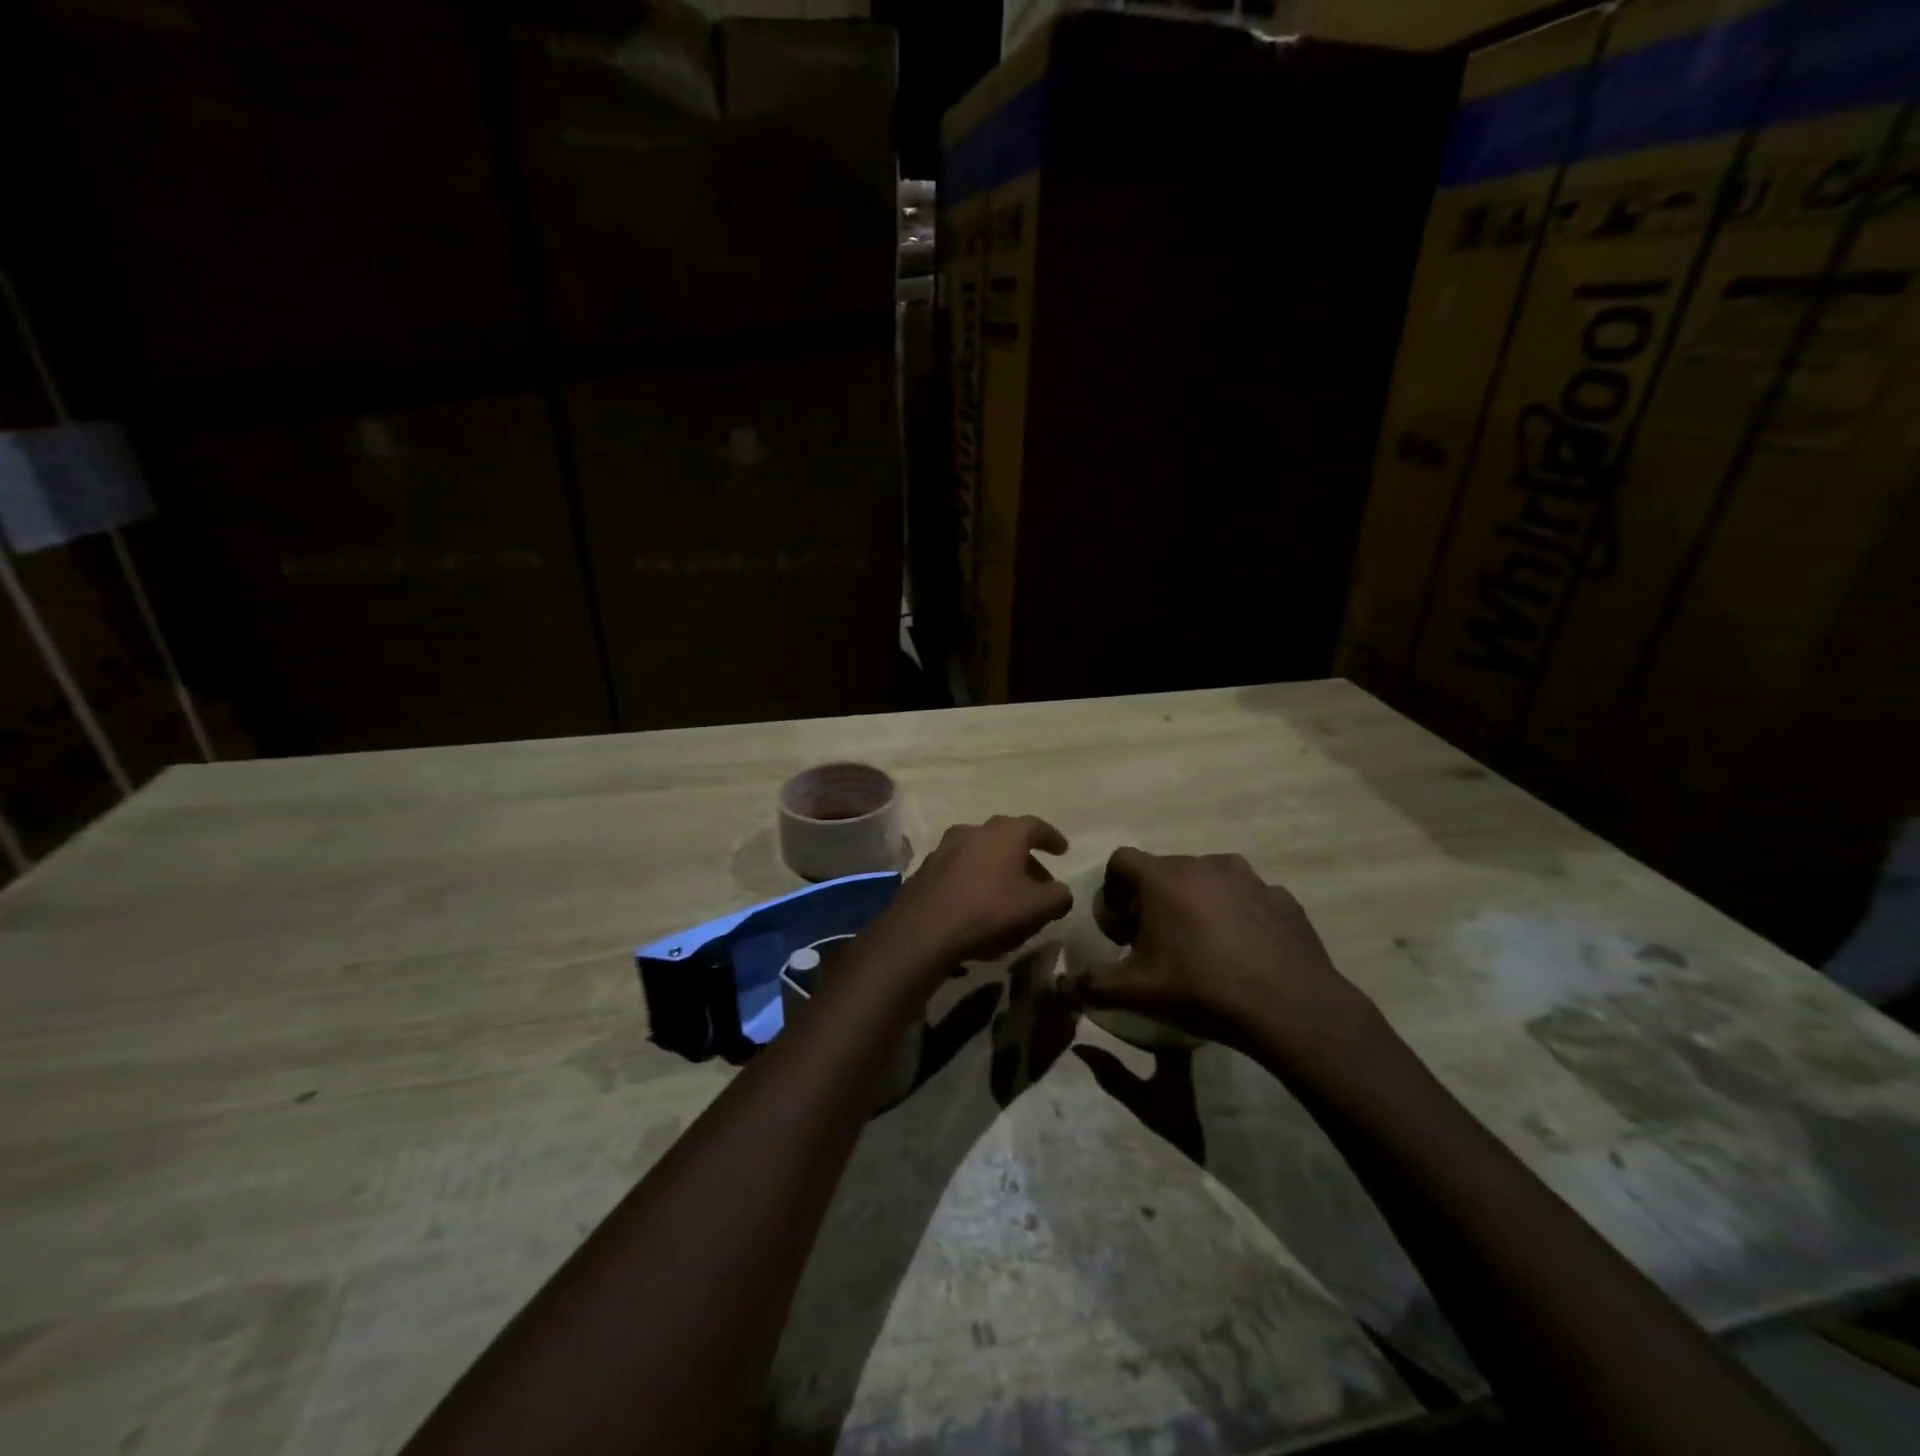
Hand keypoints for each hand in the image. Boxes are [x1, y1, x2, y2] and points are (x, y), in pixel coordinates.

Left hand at [879, 815, 1072, 968]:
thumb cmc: (989, 911)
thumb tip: (1061, 892)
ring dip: (996, 867)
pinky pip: (958, 869)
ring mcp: (945, 848)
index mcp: (1005, 833)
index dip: (1052, 838)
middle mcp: (974, 831)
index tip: (1062, 850)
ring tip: (1007, 893)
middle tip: (1038, 879)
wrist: (924, 929)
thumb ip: (1058, 897)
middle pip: (1006, 837)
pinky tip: (976, 902)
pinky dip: (973, 879)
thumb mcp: (1038, 909)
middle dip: (1025, 857)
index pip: (1035, 826)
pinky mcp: (925, 869)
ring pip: (980, 852)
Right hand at [1071, 848, 1376, 1059]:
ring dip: (1195, 905)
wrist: (1290, 1008)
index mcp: (1164, 877)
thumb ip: (1091, 985)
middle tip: (1156, 944)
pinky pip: (1247, 899)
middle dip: (1152, 901)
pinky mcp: (1282, 897)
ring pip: (1207, 881)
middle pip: (1163, 872)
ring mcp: (1249, 878)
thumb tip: (1062, 986)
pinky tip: (1242, 954)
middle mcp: (1204, 863)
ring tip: (1202, 948)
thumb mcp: (1136, 992)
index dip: (1112, 892)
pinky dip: (1236, 917)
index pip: (1121, 860)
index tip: (1121, 931)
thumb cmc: (1202, 989)